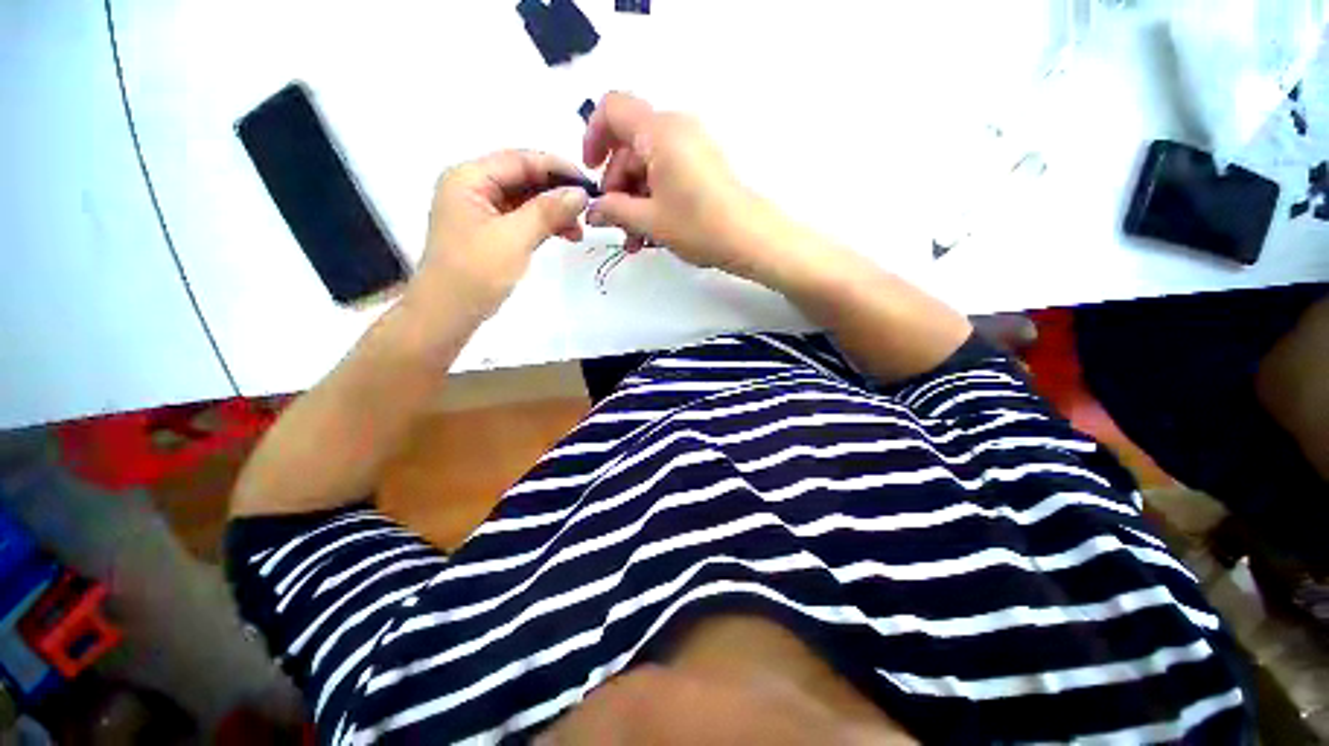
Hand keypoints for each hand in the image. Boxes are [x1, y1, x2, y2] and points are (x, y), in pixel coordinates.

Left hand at [409, 150, 590, 320]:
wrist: (448, 314)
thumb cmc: (475, 273)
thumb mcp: (514, 238)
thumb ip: (547, 211)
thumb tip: (581, 193)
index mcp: (469, 178)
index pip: (519, 160)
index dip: (557, 168)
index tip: (590, 184)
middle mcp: (473, 187)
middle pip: (523, 178)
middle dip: (557, 193)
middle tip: (588, 210)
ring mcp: (481, 210)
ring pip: (526, 200)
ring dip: (553, 211)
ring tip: (578, 231)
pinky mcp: (490, 231)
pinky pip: (522, 218)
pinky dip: (543, 225)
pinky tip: (563, 235)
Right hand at [583, 92, 766, 277]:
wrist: (752, 238)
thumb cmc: (698, 225)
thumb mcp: (650, 221)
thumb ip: (614, 210)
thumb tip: (593, 211)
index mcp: (659, 132)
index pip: (612, 108)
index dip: (593, 136)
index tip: (591, 171)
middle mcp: (676, 128)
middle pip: (630, 145)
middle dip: (617, 185)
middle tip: (614, 222)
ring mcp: (694, 146)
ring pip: (649, 164)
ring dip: (635, 199)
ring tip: (634, 239)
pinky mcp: (704, 164)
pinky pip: (668, 172)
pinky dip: (655, 197)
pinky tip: (651, 230)